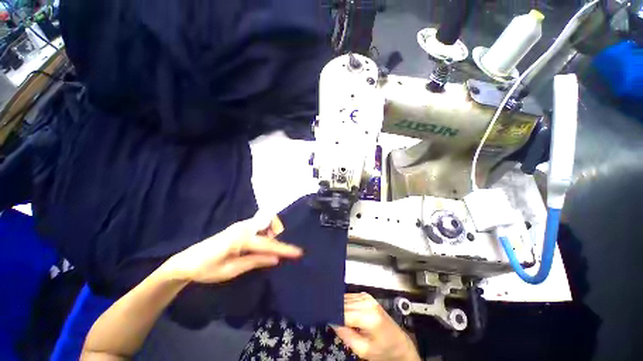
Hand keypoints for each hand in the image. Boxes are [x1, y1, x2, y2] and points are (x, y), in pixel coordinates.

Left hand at [161, 216, 300, 283]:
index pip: (268, 244)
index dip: (284, 249)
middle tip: (277, 249)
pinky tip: (260, 245)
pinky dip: (265, 232)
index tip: (299, 252)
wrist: (185, 262)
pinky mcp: (239, 227)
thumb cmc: (206, 269)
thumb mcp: (231, 271)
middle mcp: (243, 226)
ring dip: (272, 232)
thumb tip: (276, 258)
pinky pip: (259, 225)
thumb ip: (255, 261)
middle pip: (270, 221)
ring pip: (265, 221)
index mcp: (241, 238)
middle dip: (279, 232)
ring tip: (268, 249)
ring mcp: (241, 225)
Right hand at [333, 293, 419, 360]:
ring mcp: (368, 297)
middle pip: (344, 303)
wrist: (400, 344)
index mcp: (369, 317)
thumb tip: (331, 321)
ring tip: (336, 316)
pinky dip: (345, 304)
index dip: (333, 315)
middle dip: (335, 310)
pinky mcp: (367, 296)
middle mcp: (368, 302)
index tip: (325, 319)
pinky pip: (350, 297)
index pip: (344, 312)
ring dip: (339, 306)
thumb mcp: (364, 350)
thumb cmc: (383, 350)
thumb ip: (346, 336)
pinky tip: (344, 312)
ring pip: (345, 298)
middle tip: (329, 319)